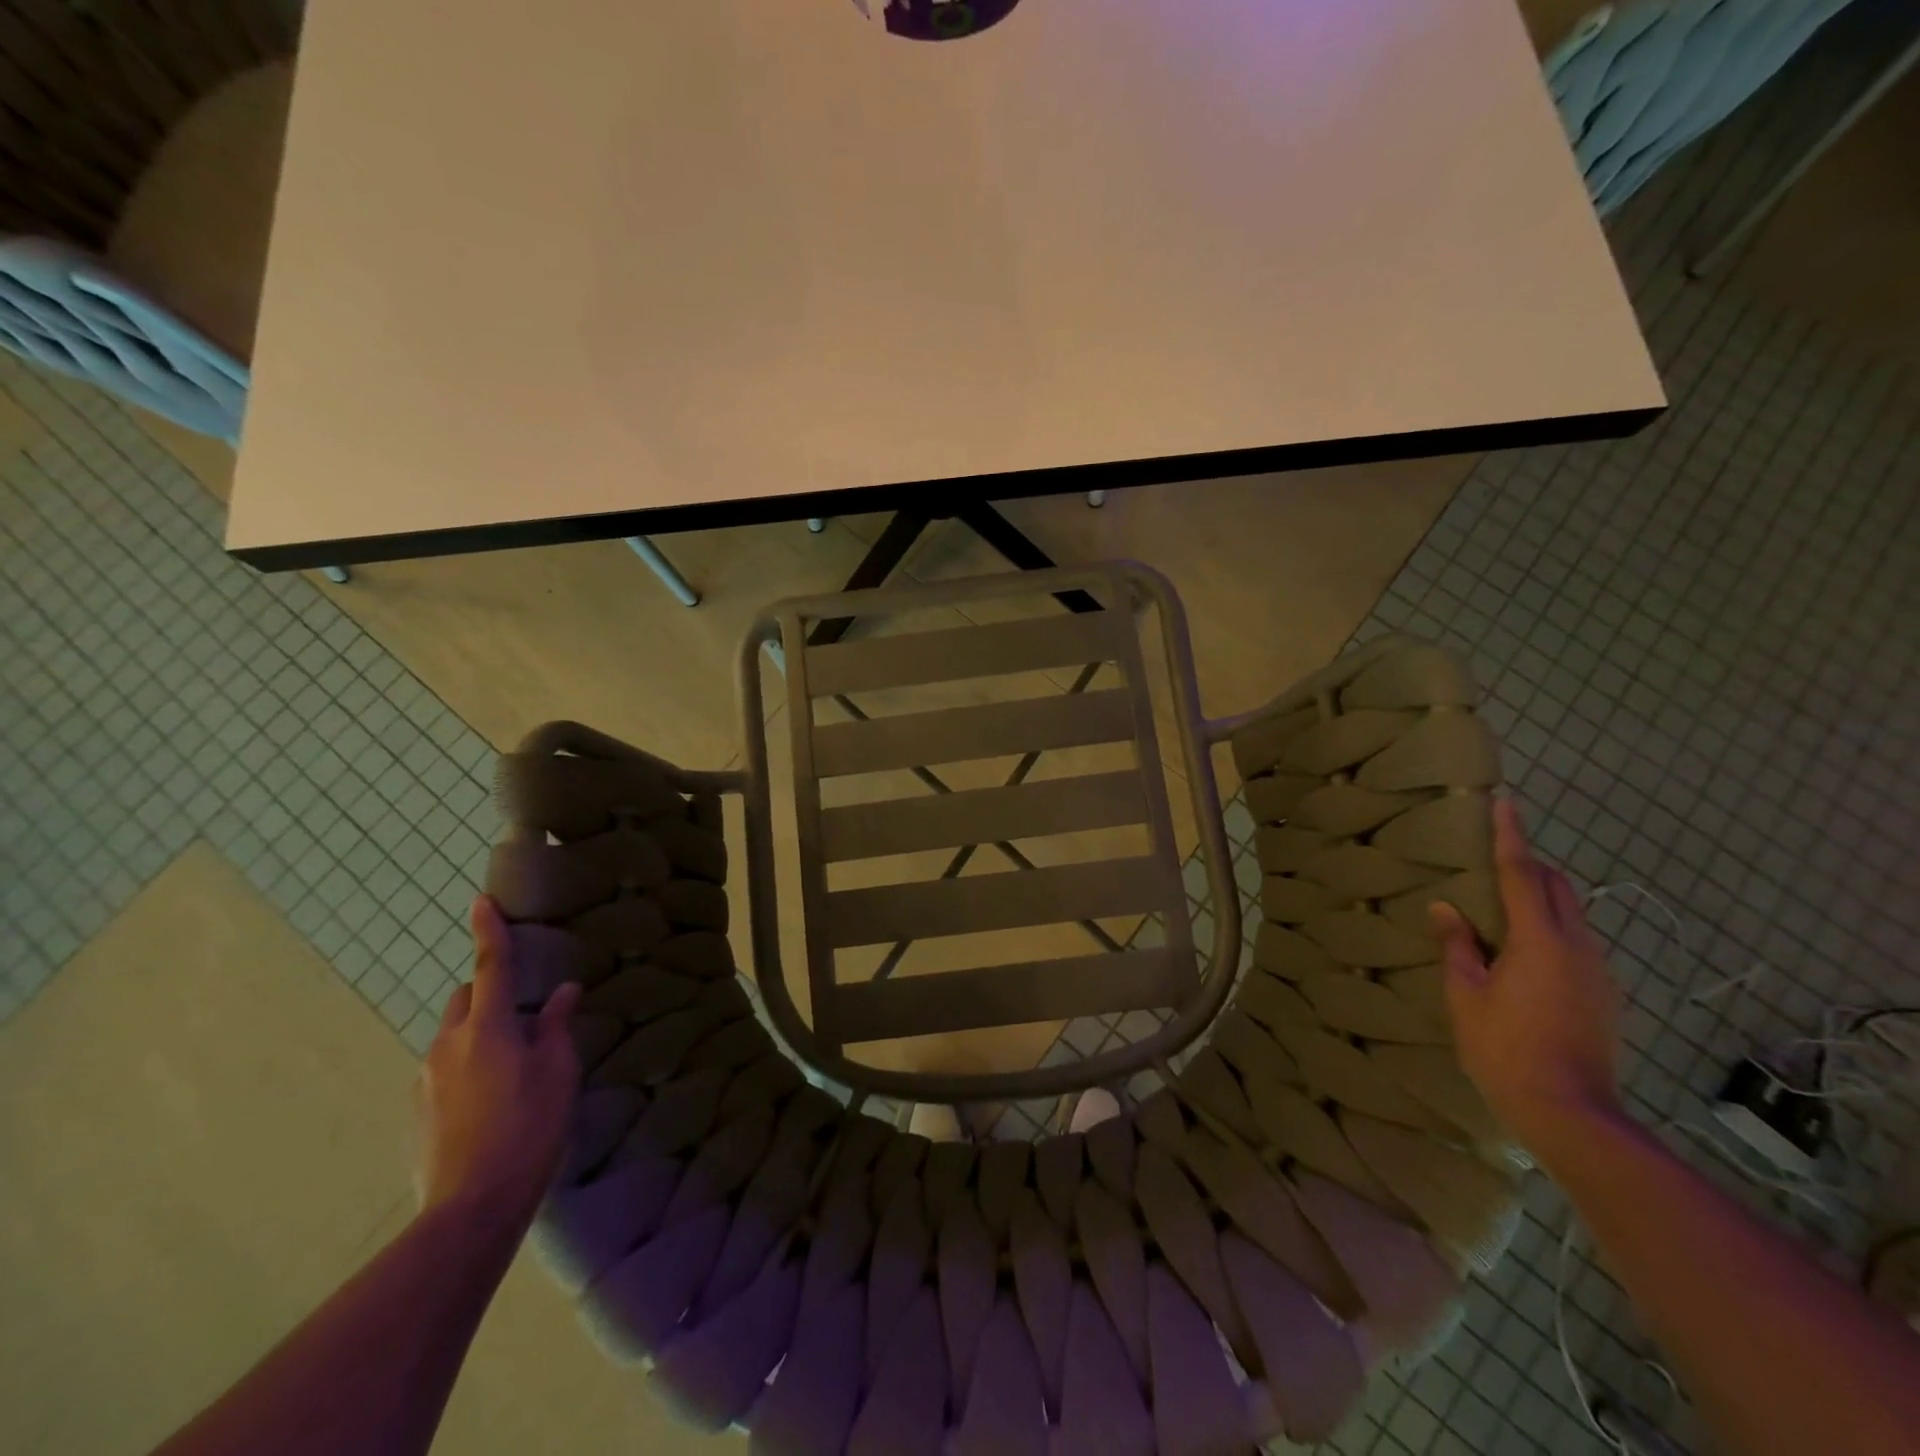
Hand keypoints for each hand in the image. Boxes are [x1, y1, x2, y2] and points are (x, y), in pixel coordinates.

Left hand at [417, 897, 581, 1237]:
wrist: (471, 1206)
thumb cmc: (529, 1127)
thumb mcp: (558, 1072)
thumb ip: (556, 1027)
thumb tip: (564, 992)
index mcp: (487, 1028)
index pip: (490, 966)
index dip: (489, 931)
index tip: (480, 901)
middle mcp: (448, 1045)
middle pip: (464, 999)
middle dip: (487, 993)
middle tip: (522, 1015)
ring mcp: (426, 1079)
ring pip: (454, 1036)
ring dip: (479, 1034)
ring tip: (512, 1066)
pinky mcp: (418, 1110)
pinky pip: (445, 1069)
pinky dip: (466, 1066)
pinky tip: (491, 1100)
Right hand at [1430, 800, 1624, 1158]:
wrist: (1571, 1112)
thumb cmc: (1504, 1048)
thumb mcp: (1465, 995)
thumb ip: (1458, 946)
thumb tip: (1446, 908)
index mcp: (1540, 941)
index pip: (1522, 875)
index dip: (1511, 837)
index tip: (1506, 803)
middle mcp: (1578, 947)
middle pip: (1560, 888)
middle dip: (1531, 866)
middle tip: (1495, 859)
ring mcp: (1599, 973)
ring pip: (1573, 915)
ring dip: (1543, 899)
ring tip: (1503, 907)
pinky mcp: (1604, 995)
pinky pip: (1578, 943)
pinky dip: (1551, 929)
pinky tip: (1523, 953)